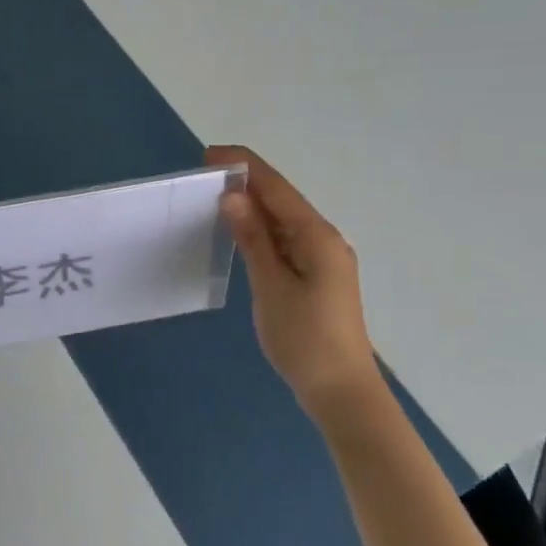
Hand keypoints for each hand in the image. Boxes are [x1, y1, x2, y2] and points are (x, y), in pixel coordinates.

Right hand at [205, 145, 380, 414]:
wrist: (340, 391)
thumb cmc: (304, 339)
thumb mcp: (271, 287)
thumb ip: (253, 239)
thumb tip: (233, 197)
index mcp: (317, 237)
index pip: (277, 189)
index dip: (245, 167)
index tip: (209, 154)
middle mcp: (324, 240)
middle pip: (282, 200)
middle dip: (247, 182)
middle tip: (205, 175)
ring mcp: (323, 259)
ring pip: (284, 220)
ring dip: (253, 205)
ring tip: (215, 197)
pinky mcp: (316, 276)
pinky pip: (285, 240)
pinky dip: (261, 230)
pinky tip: (240, 232)